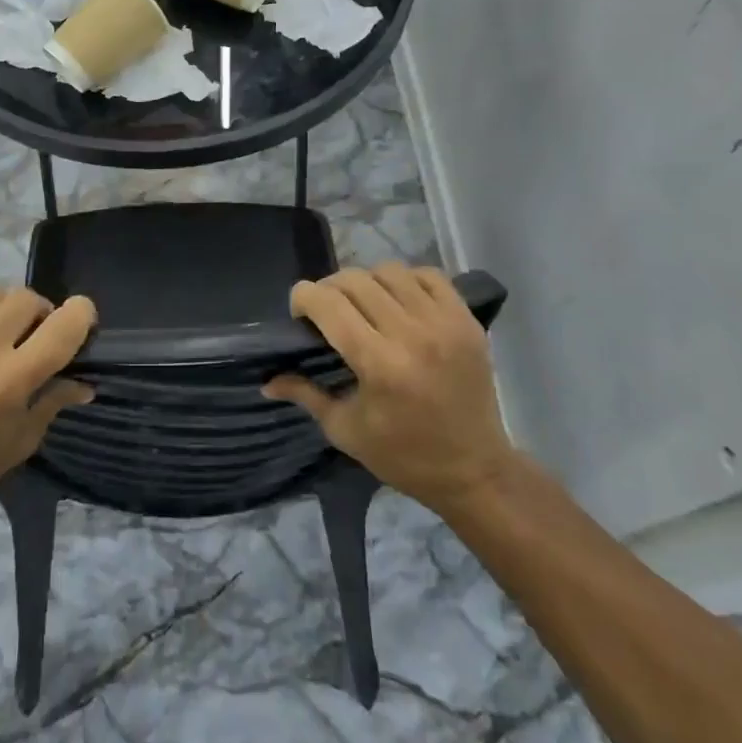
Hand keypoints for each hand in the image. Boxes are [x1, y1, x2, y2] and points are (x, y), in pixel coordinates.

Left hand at [0, 289, 96, 526]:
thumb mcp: (20, 442)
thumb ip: (54, 400)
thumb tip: (86, 381)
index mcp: (10, 380)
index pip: (64, 324)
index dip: (81, 315)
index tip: (80, 322)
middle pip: (28, 299)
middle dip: (39, 314)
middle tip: (31, 337)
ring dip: (4, 310)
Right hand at [264, 265, 513, 515]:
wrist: (475, 470)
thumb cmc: (403, 456)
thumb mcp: (345, 430)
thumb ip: (305, 394)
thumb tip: (266, 382)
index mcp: (378, 364)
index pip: (327, 304)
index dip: (303, 297)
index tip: (300, 312)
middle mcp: (411, 335)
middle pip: (355, 281)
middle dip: (329, 289)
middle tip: (328, 311)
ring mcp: (444, 324)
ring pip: (390, 272)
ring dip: (367, 282)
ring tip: (364, 304)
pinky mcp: (467, 321)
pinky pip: (429, 275)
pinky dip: (407, 280)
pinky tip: (399, 301)